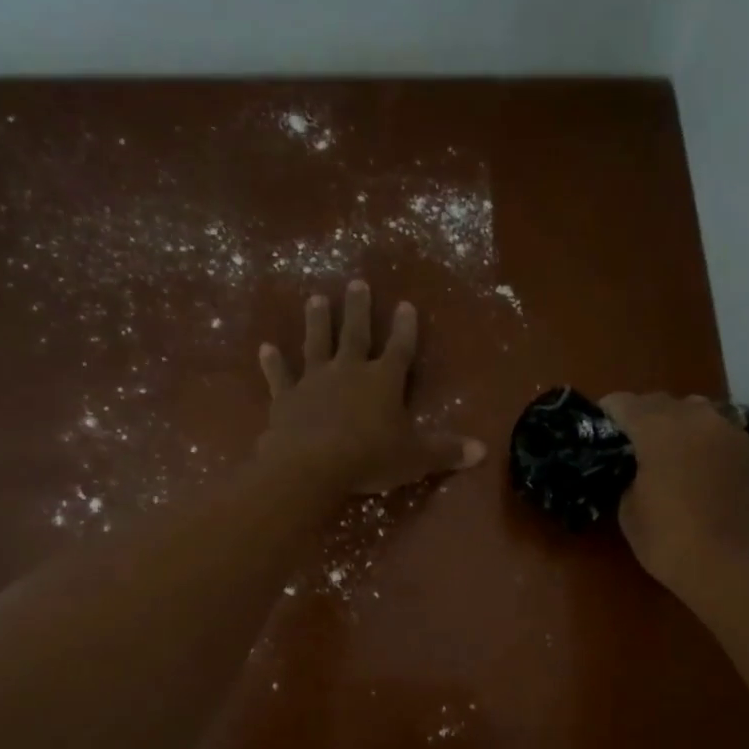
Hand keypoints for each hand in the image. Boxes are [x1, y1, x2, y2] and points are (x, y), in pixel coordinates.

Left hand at [258, 281, 485, 492]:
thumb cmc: (370, 457)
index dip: (406, 328)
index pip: (400, 349)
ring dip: (317, 322)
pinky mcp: (286, 399)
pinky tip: (266, 347)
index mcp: (384, 381)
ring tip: (317, 298)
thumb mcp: (416, 458)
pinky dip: (273, 363)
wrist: (312, 465)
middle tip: (357, 282)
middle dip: (359, 309)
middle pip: (356, 334)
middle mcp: (349, 372)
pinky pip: (279, 377)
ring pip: (316, 344)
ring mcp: (314, 382)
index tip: (406, 304)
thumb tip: (482, 451)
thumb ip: (446, 451)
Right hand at [598, 392, 748, 594]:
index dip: (607, 414)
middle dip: (641, 416)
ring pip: (694, 410)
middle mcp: (695, 418)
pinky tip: (693, 463)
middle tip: (629, 442)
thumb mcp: (628, 508)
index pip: (623, 403)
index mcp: (658, 429)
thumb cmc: (668, 540)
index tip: (599, 429)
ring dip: (675, 422)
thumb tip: (635, 466)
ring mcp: (727, 431)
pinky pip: (716, 429)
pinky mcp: (747, 450)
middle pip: (660, 401)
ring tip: (665, 449)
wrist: (730, 565)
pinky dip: (700, 438)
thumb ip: (628, 474)